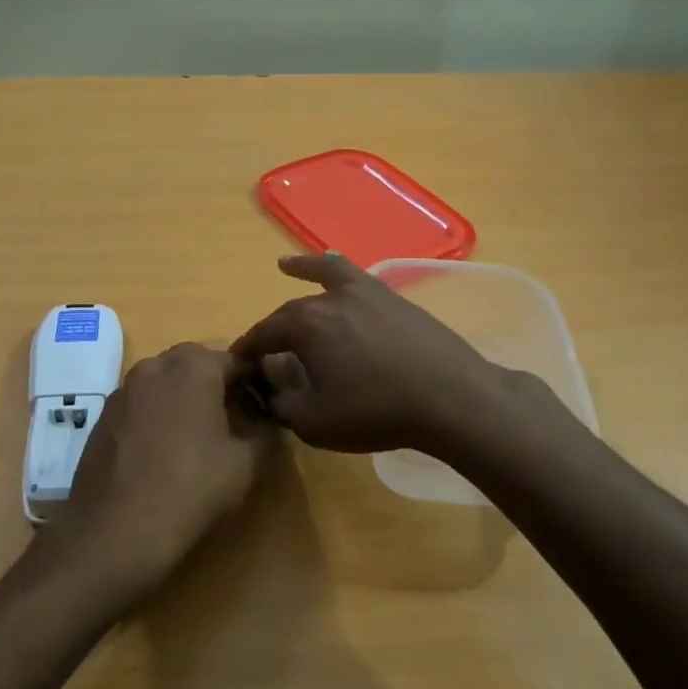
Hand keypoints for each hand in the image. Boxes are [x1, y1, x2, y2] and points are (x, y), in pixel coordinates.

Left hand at [61, 343, 277, 593]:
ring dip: (183, 396)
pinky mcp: (102, 417)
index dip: (253, 380)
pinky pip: (140, 403)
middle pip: (194, 363)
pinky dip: (156, 414)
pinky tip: (163, 450)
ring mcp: (122, 390)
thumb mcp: (246, 465)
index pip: (234, 359)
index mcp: (193, 367)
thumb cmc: (190, 490)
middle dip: (216, 382)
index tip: (265, 405)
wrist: (114, 533)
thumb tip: (268, 422)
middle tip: (234, 417)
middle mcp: (154, 367)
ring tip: (198, 435)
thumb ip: (265, 433)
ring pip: (163, 381)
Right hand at [230, 254, 536, 456]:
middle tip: (266, 348)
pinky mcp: (394, 298)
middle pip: (291, 311)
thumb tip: (275, 390)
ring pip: (325, 274)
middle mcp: (330, 299)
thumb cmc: (376, 412)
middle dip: (273, 328)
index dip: (247, 350)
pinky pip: (357, 277)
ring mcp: (366, 293)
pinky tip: (340, 273)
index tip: (237, 363)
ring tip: (286, 265)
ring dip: (302, 271)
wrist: (450, 397)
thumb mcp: (315, 423)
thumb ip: (284, 404)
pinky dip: (339, 271)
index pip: (263, 334)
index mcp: (304, 325)